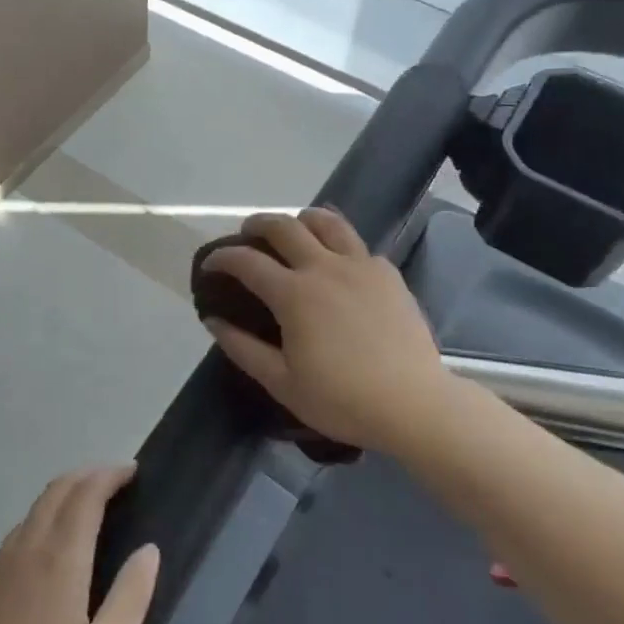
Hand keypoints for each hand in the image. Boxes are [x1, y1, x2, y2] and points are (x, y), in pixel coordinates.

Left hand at [0, 465, 159, 623]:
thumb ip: (130, 598)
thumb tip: (148, 549)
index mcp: (58, 562)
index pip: (85, 495)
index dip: (109, 476)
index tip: (133, 472)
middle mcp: (24, 552)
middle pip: (55, 492)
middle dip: (87, 476)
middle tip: (117, 482)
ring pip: (33, 511)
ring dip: (64, 496)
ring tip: (90, 509)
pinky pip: (16, 535)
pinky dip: (42, 520)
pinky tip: (52, 550)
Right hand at [201, 208, 447, 452]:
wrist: (413, 404)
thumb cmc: (342, 399)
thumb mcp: (282, 383)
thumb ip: (243, 348)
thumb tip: (213, 320)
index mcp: (294, 294)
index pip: (247, 261)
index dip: (222, 257)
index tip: (210, 263)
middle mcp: (324, 267)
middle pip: (284, 226)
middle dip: (257, 224)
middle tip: (247, 236)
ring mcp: (360, 265)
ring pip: (326, 221)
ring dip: (300, 220)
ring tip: (293, 232)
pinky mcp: (387, 272)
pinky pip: (356, 244)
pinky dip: (337, 244)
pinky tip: (337, 265)